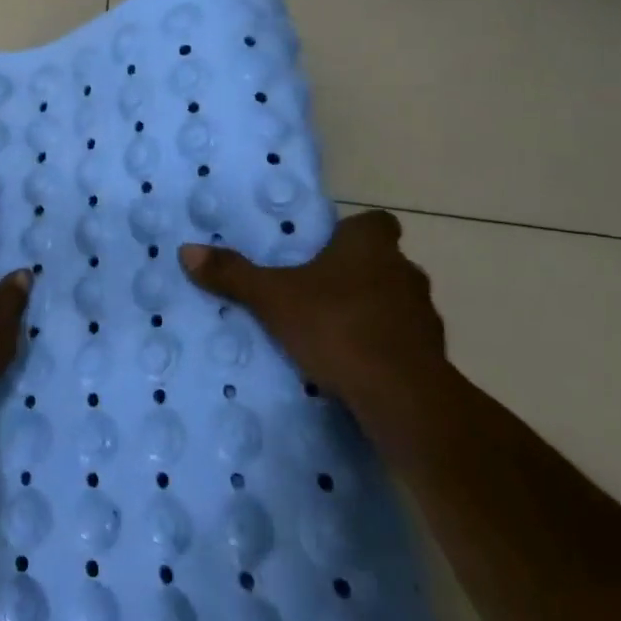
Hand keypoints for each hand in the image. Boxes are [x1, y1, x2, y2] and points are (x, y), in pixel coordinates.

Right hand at [178, 210, 444, 415]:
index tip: (329, 248)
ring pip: (396, 303)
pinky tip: (356, 366)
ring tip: (334, 332)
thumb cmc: (337, 326)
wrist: (403, 397)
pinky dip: (384, 349)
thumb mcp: (272, 298)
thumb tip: (186, 250)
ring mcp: (425, 316)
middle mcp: (405, 272)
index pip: (376, 223)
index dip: (354, 232)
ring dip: (373, 312)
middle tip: (319, 290)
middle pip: (384, 263)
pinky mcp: (433, 358)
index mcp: (370, 246)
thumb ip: (233, 274)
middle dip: (357, 274)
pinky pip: (404, 343)